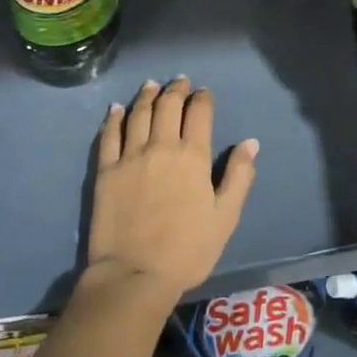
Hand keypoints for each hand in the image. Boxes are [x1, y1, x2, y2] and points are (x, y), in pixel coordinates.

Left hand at [85, 77, 257, 304]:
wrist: (134, 275)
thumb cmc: (188, 250)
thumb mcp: (226, 217)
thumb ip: (239, 176)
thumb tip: (250, 142)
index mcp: (193, 156)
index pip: (199, 113)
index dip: (202, 98)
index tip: (203, 93)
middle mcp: (161, 146)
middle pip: (168, 106)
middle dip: (176, 89)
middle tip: (179, 81)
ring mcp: (130, 156)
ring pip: (138, 114)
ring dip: (147, 96)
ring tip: (151, 85)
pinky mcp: (105, 170)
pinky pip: (109, 135)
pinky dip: (114, 118)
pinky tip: (117, 109)